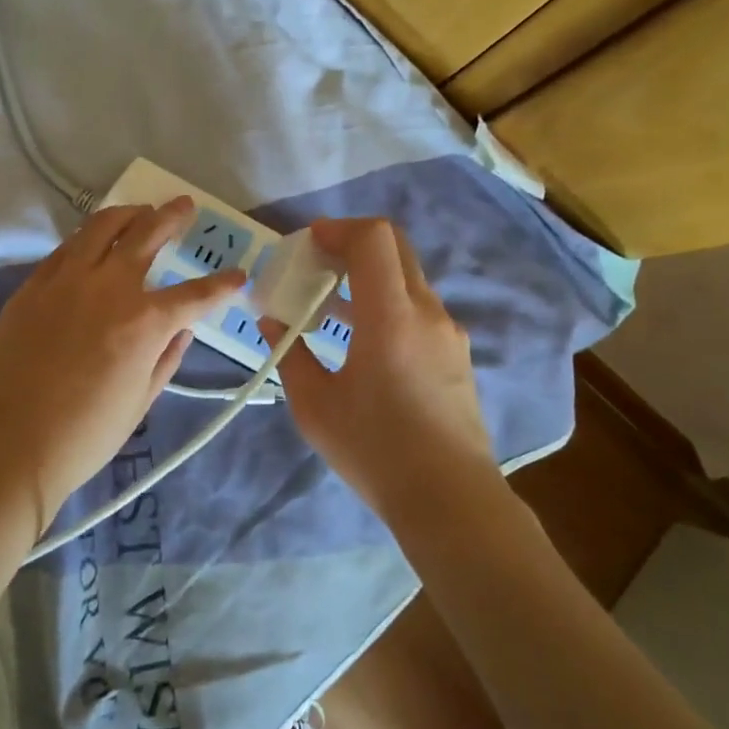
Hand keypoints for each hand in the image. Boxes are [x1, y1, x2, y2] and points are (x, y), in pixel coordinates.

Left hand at [0, 198, 244, 531]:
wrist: (9, 444)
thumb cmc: (85, 434)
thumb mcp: (141, 400)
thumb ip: (167, 357)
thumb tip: (182, 329)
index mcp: (144, 321)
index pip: (196, 294)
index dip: (222, 284)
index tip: (238, 275)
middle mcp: (109, 287)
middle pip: (146, 234)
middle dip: (171, 217)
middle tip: (183, 206)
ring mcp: (66, 280)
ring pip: (100, 227)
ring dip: (127, 214)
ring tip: (139, 211)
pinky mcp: (33, 285)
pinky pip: (66, 248)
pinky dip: (88, 239)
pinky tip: (93, 243)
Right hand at [262, 217, 496, 516]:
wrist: (449, 498)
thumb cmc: (375, 450)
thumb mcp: (314, 406)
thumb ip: (289, 353)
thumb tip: (271, 320)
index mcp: (391, 316)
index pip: (374, 239)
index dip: (339, 229)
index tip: (309, 244)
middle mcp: (427, 311)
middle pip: (396, 247)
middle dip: (353, 244)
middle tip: (318, 264)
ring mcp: (448, 332)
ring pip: (408, 278)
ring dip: (371, 276)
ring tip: (332, 304)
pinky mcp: (456, 353)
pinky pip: (419, 308)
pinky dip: (388, 302)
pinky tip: (364, 338)